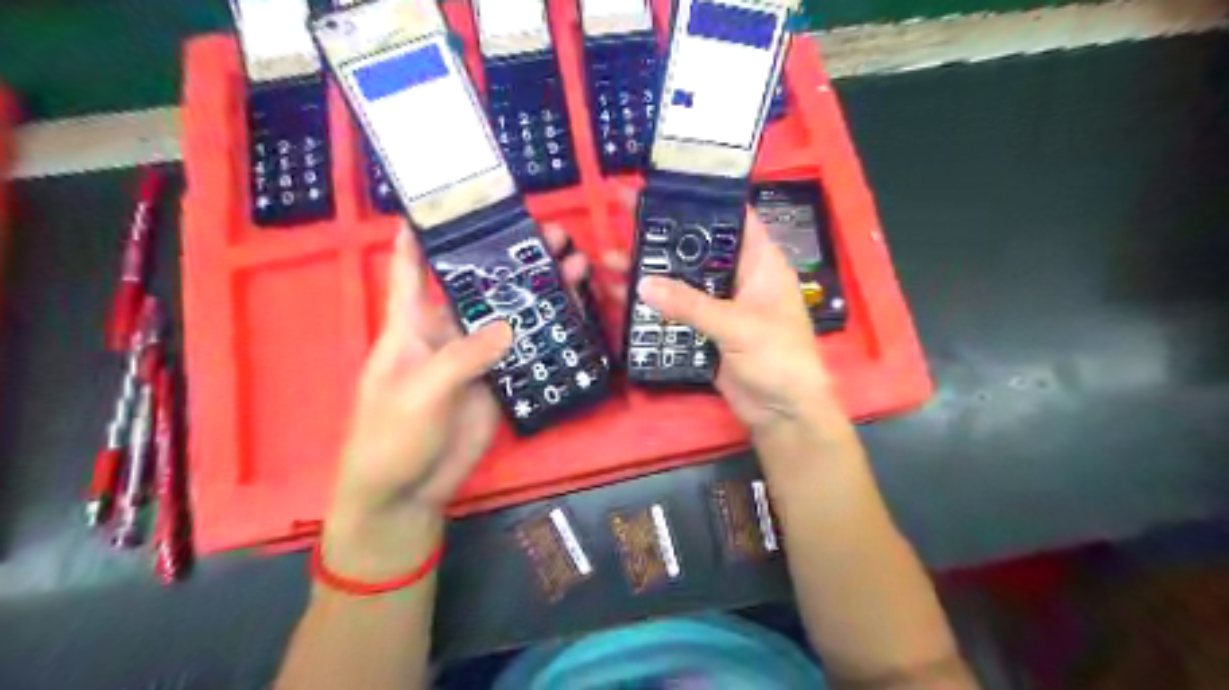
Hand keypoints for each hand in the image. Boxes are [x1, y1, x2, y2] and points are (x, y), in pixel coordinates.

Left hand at [320, 225, 589, 577]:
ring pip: (509, 314)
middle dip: (508, 257)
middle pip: (478, 285)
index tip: (447, 201)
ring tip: (572, 264)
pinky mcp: (499, 380)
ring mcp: (477, 356)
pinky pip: (525, 350)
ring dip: (536, 291)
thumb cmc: (391, 436)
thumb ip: (462, 356)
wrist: (409, 490)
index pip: (412, 269)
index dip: (422, 234)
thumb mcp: (419, 391)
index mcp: (411, 325)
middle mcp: (447, 332)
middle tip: (547, 233)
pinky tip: (571, 313)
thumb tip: (507, 327)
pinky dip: (547, 332)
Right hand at [632, 206, 836, 433]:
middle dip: (661, 236)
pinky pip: (674, 311)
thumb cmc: (778, 358)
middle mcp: (737, 277)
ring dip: (649, 271)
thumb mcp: (737, 326)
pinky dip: (651, 305)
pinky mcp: (704, 330)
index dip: (701, 199)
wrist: (783, 413)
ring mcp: (719, 305)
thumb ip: (691, 304)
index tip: (664, 186)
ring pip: (680, 281)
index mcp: (759, 263)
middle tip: (622, 217)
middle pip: (696, 249)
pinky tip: (622, 296)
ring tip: (609, 259)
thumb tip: (643, 284)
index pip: (731, 218)